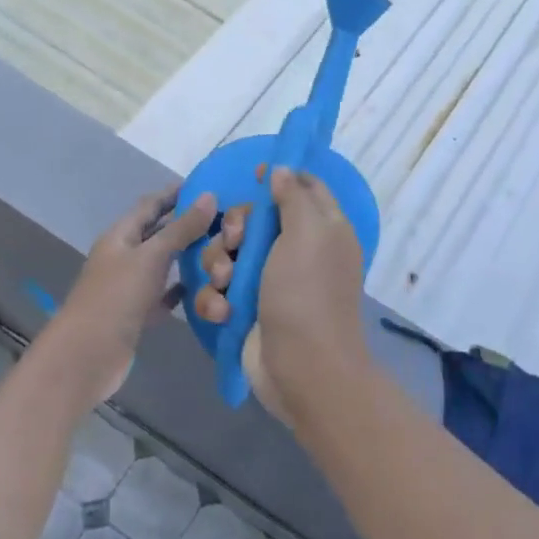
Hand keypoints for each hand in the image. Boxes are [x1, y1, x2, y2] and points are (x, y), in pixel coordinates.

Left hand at [56, 186, 216, 400]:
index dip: (176, 193)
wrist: (88, 355)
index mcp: (121, 235)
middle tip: (226, 221)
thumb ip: (181, 228)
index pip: (151, 204)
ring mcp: (130, 286)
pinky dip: (183, 289)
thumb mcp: (151, 257)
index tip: (210, 186)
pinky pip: (165, 294)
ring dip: (189, 257)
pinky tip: (207, 289)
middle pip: (159, 233)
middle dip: (188, 225)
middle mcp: (124, 256)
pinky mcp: (138, 313)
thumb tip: (210, 196)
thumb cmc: (116, 298)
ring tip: (223, 250)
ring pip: (164, 264)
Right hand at [192, 168, 368, 420]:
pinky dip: (216, 299)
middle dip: (234, 228)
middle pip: (253, 221)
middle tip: (235, 241)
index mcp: (322, 229)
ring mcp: (269, 283)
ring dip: (218, 266)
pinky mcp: (246, 310)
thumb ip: (293, 197)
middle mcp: (296, 252)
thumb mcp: (307, 233)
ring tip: (225, 283)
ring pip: (228, 254)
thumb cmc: (305, 293)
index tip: (255, 175)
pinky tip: (223, 312)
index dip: (280, 178)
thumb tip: (283, 170)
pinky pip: (219, 290)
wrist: (300, 367)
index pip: (303, 188)